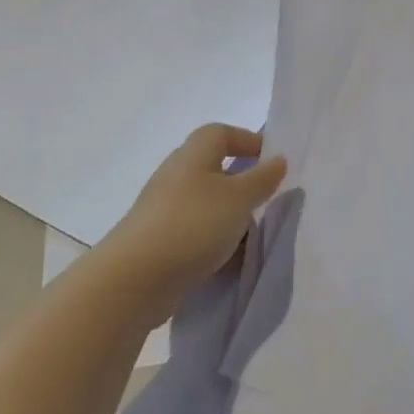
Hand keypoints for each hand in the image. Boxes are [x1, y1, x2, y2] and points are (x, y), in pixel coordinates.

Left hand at [102, 125, 287, 297]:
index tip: (274, 162)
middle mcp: (176, 177)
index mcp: (193, 156)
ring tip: (255, 237)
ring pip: (208, 205)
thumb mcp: (238, 198)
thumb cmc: (192, 225)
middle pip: (215, 170)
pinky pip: (197, 234)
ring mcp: (165, 211)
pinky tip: (231, 261)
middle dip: (244, 185)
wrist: (135, 279)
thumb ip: (262, 179)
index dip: (248, 141)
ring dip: (232, 218)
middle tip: (269, 202)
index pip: (220, 133)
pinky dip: (217, 243)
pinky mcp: (161, 242)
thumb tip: (278, 160)